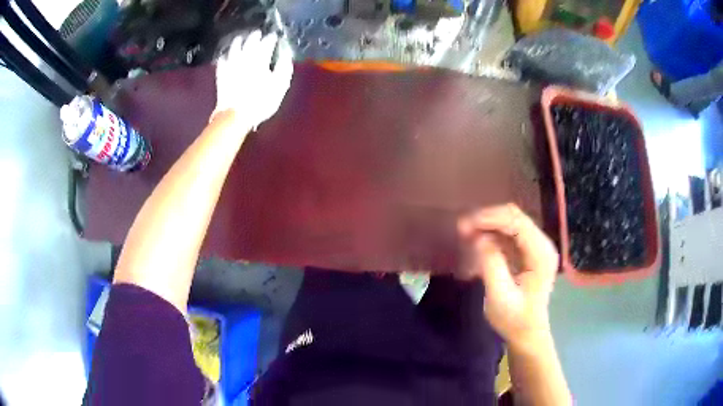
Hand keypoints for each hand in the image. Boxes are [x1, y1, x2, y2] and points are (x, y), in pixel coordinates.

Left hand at [214, 30, 293, 129]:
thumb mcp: (280, 85)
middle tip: (258, 33)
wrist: (235, 115)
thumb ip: (284, 66)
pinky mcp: (222, 75)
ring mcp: (231, 65)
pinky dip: (224, 56)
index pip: (267, 43)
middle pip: (250, 42)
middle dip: (255, 36)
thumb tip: (286, 53)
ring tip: (240, 39)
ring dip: (238, 42)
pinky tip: (225, 56)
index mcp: (261, 59)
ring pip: (234, 48)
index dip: (271, 39)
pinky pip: (222, 61)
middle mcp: (245, 58)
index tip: (274, 36)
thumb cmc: (261, 101)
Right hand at [458, 204, 558, 346]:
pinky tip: (476, 240)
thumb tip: (478, 237)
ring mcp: (536, 247)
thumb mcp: (499, 297)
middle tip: (461, 228)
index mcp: (541, 254)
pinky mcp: (528, 251)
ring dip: (487, 224)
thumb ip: (491, 264)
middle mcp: (542, 244)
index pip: (517, 222)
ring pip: (511, 222)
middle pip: (515, 217)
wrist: (527, 333)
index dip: (490, 218)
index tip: (465, 226)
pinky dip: (491, 233)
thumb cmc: (514, 320)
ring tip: (464, 232)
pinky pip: (509, 233)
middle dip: (487, 219)